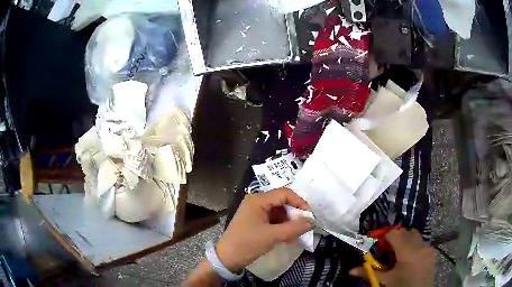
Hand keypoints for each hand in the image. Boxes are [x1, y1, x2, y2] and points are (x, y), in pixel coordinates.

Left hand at [215, 188, 313, 272]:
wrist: (227, 258)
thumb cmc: (247, 244)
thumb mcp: (272, 236)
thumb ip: (294, 228)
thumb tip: (312, 222)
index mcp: (258, 200)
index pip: (284, 193)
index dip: (299, 202)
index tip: (309, 216)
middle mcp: (256, 202)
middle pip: (282, 202)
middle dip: (294, 214)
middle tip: (305, 225)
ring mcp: (255, 212)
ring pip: (279, 212)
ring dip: (289, 222)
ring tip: (298, 234)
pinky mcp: (255, 221)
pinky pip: (273, 220)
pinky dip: (282, 227)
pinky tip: (289, 237)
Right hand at [349, 229, 435, 286]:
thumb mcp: (385, 281)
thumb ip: (369, 273)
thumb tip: (350, 271)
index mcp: (407, 253)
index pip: (394, 234)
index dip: (385, 236)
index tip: (379, 245)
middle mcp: (419, 246)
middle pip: (405, 232)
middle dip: (395, 238)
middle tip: (387, 251)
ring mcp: (428, 248)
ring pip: (415, 235)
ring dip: (405, 240)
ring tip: (399, 254)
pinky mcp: (432, 252)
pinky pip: (421, 242)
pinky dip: (413, 245)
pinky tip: (409, 258)